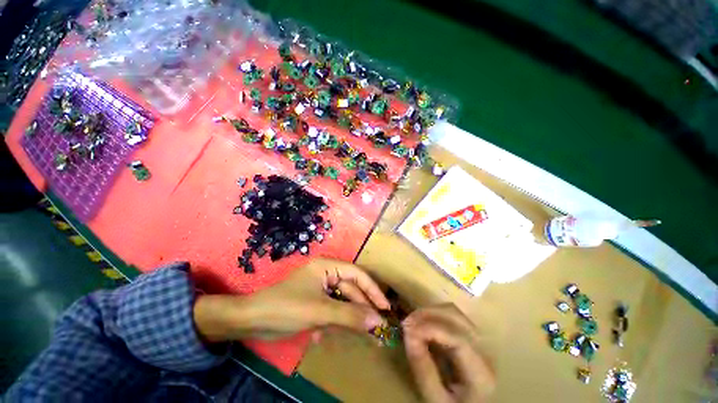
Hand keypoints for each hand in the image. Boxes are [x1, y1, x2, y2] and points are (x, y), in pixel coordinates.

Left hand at [194, 258, 390, 341]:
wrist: (251, 321)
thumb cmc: (286, 308)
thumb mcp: (320, 312)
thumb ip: (349, 316)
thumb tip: (377, 321)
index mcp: (328, 266)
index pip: (357, 275)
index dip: (372, 290)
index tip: (385, 308)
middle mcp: (326, 273)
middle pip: (350, 289)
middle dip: (362, 308)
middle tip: (377, 328)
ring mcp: (320, 288)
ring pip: (342, 302)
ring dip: (349, 319)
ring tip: (361, 336)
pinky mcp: (314, 301)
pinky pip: (331, 310)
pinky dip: (333, 323)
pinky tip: (323, 336)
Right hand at [403, 304, 494, 402]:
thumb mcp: (435, 399)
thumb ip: (423, 370)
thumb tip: (408, 334)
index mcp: (481, 373)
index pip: (458, 339)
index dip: (431, 329)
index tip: (407, 329)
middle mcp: (485, 351)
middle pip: (457, 318)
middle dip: (428, 315)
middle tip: (406, 322)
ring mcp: (479, 341)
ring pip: (454, 312)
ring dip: (430, 312)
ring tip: (412, 321)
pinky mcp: (470, 336)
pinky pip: (451, 316)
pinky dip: (434, 314)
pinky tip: (422, 322)